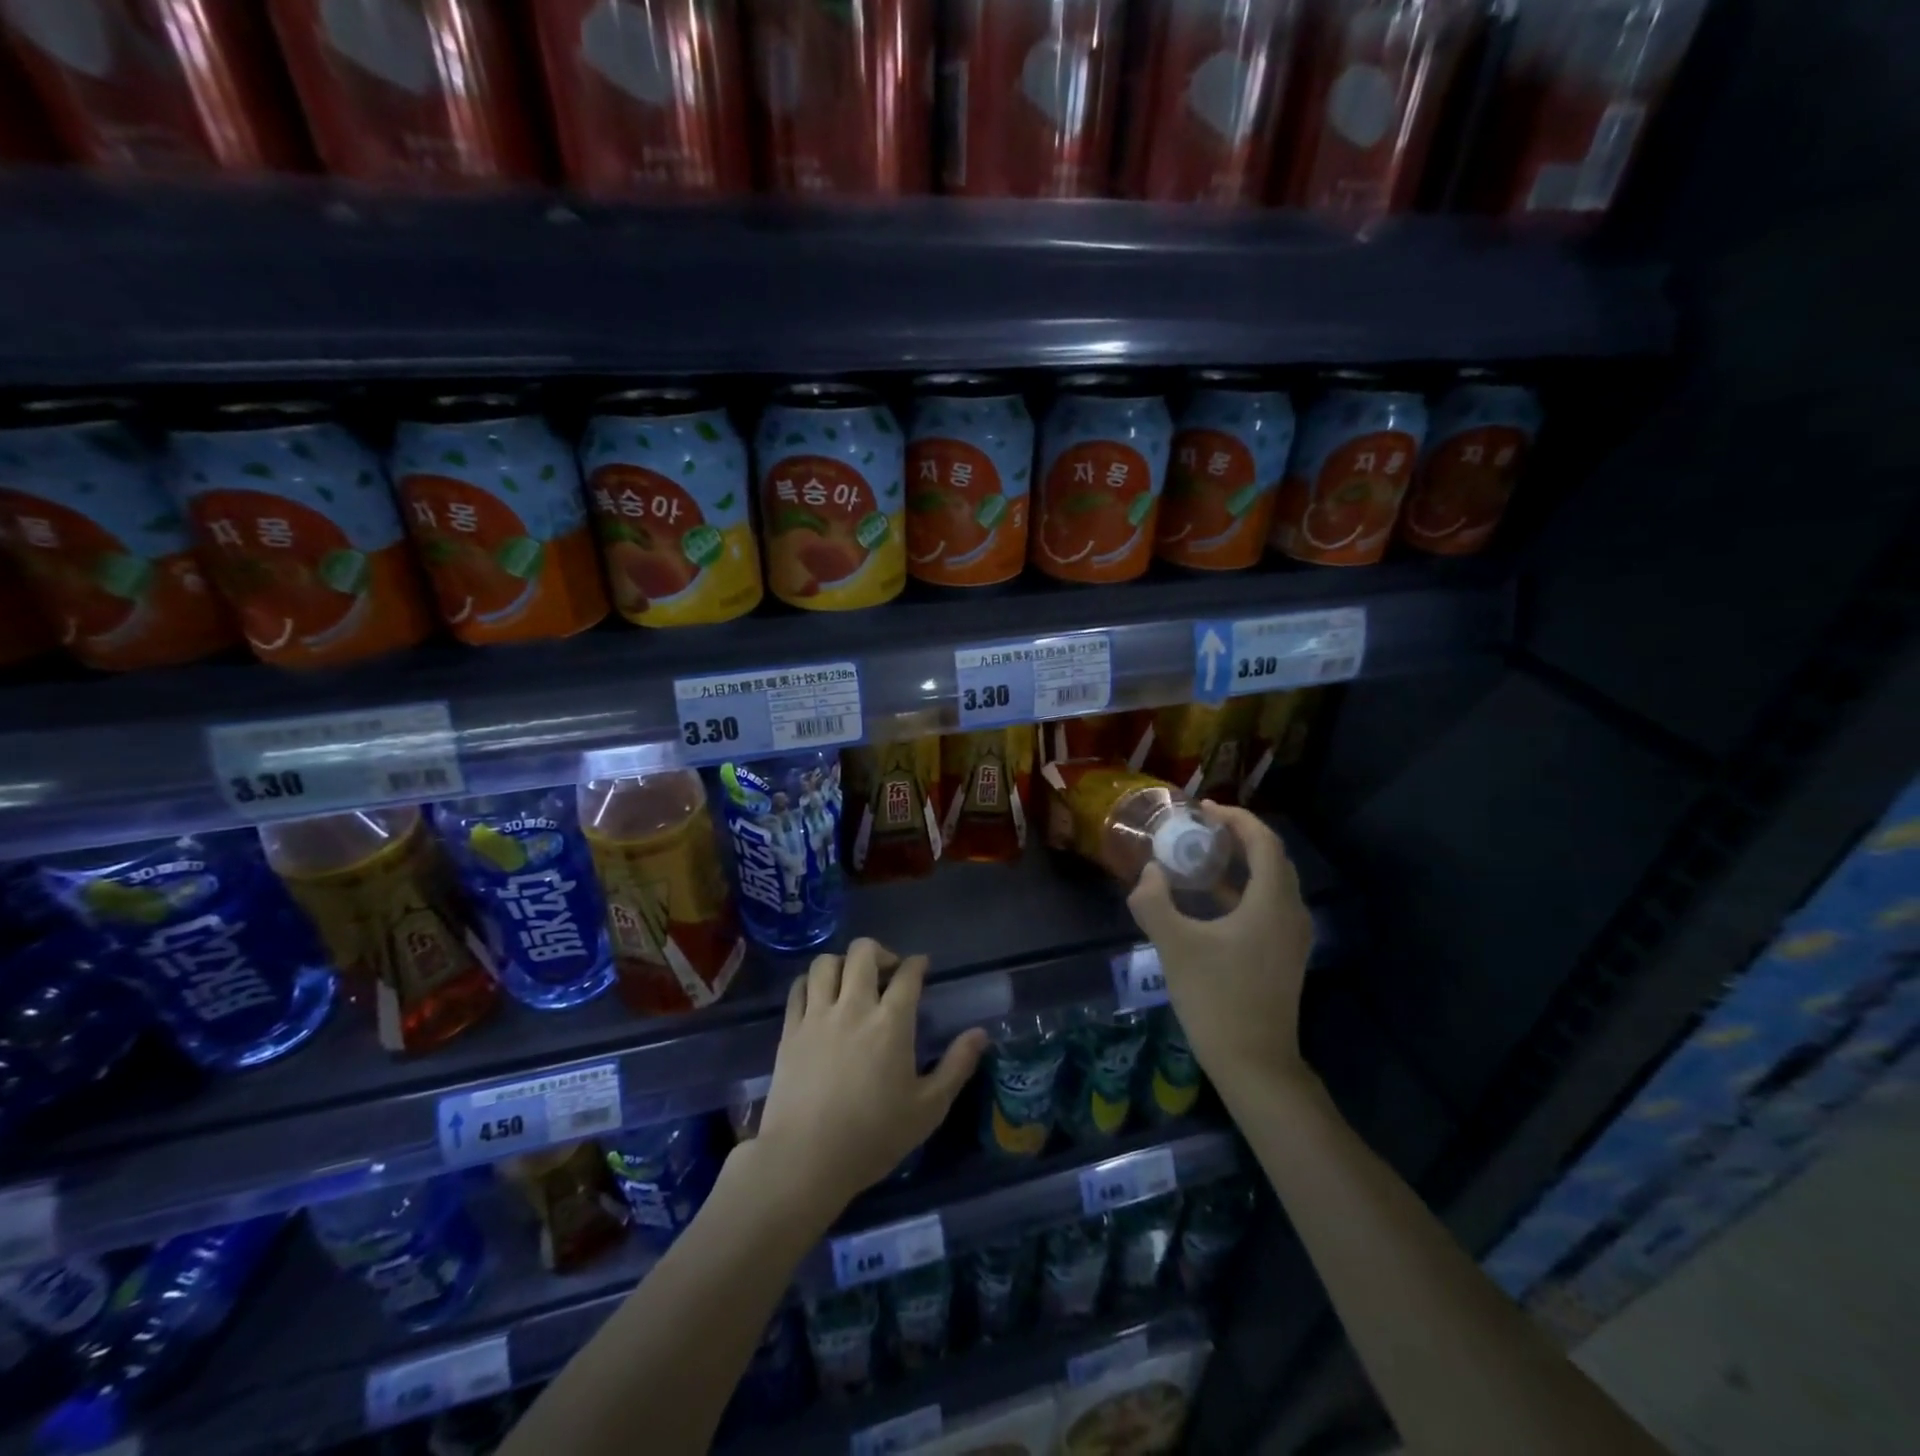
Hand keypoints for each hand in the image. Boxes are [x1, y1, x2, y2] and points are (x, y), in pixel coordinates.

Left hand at [747, 938, 986, 1228]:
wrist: (805, 1160)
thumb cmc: (873, 1137)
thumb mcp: (928, 1109)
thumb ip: (957, 1066)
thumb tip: (980, 1033)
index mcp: (892, 1022)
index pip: (908, 974)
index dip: (917, 964)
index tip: (922, 967)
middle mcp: (854, 1007)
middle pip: (863, 952)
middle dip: (880, 952)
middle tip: (887, 972)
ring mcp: (817, 1016)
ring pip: (826, 962)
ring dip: (843, 963)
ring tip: (851, 981)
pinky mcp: (790, 1030)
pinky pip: (798, 987)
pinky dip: (811, 982)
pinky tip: (820, 997)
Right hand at [1126, 804, 1313, 1095]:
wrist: (1254, 1064)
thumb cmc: (1216, 999)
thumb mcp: (1174, 946)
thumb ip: (1154, 902)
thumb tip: (1149, 872)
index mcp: (1272, 902)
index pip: (1263, 842)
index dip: (1236, 819)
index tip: (1204, 810)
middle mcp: (1291, 913)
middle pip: (1272, 859)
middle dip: (1239, 837)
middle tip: (1201, 828)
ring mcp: (1291, 938)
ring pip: (1271, 884)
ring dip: (1240, 864)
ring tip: (1202, 857)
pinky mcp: (1283, 957)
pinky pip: (1267, 907)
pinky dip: (1242, 891)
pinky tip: (1210, 902)